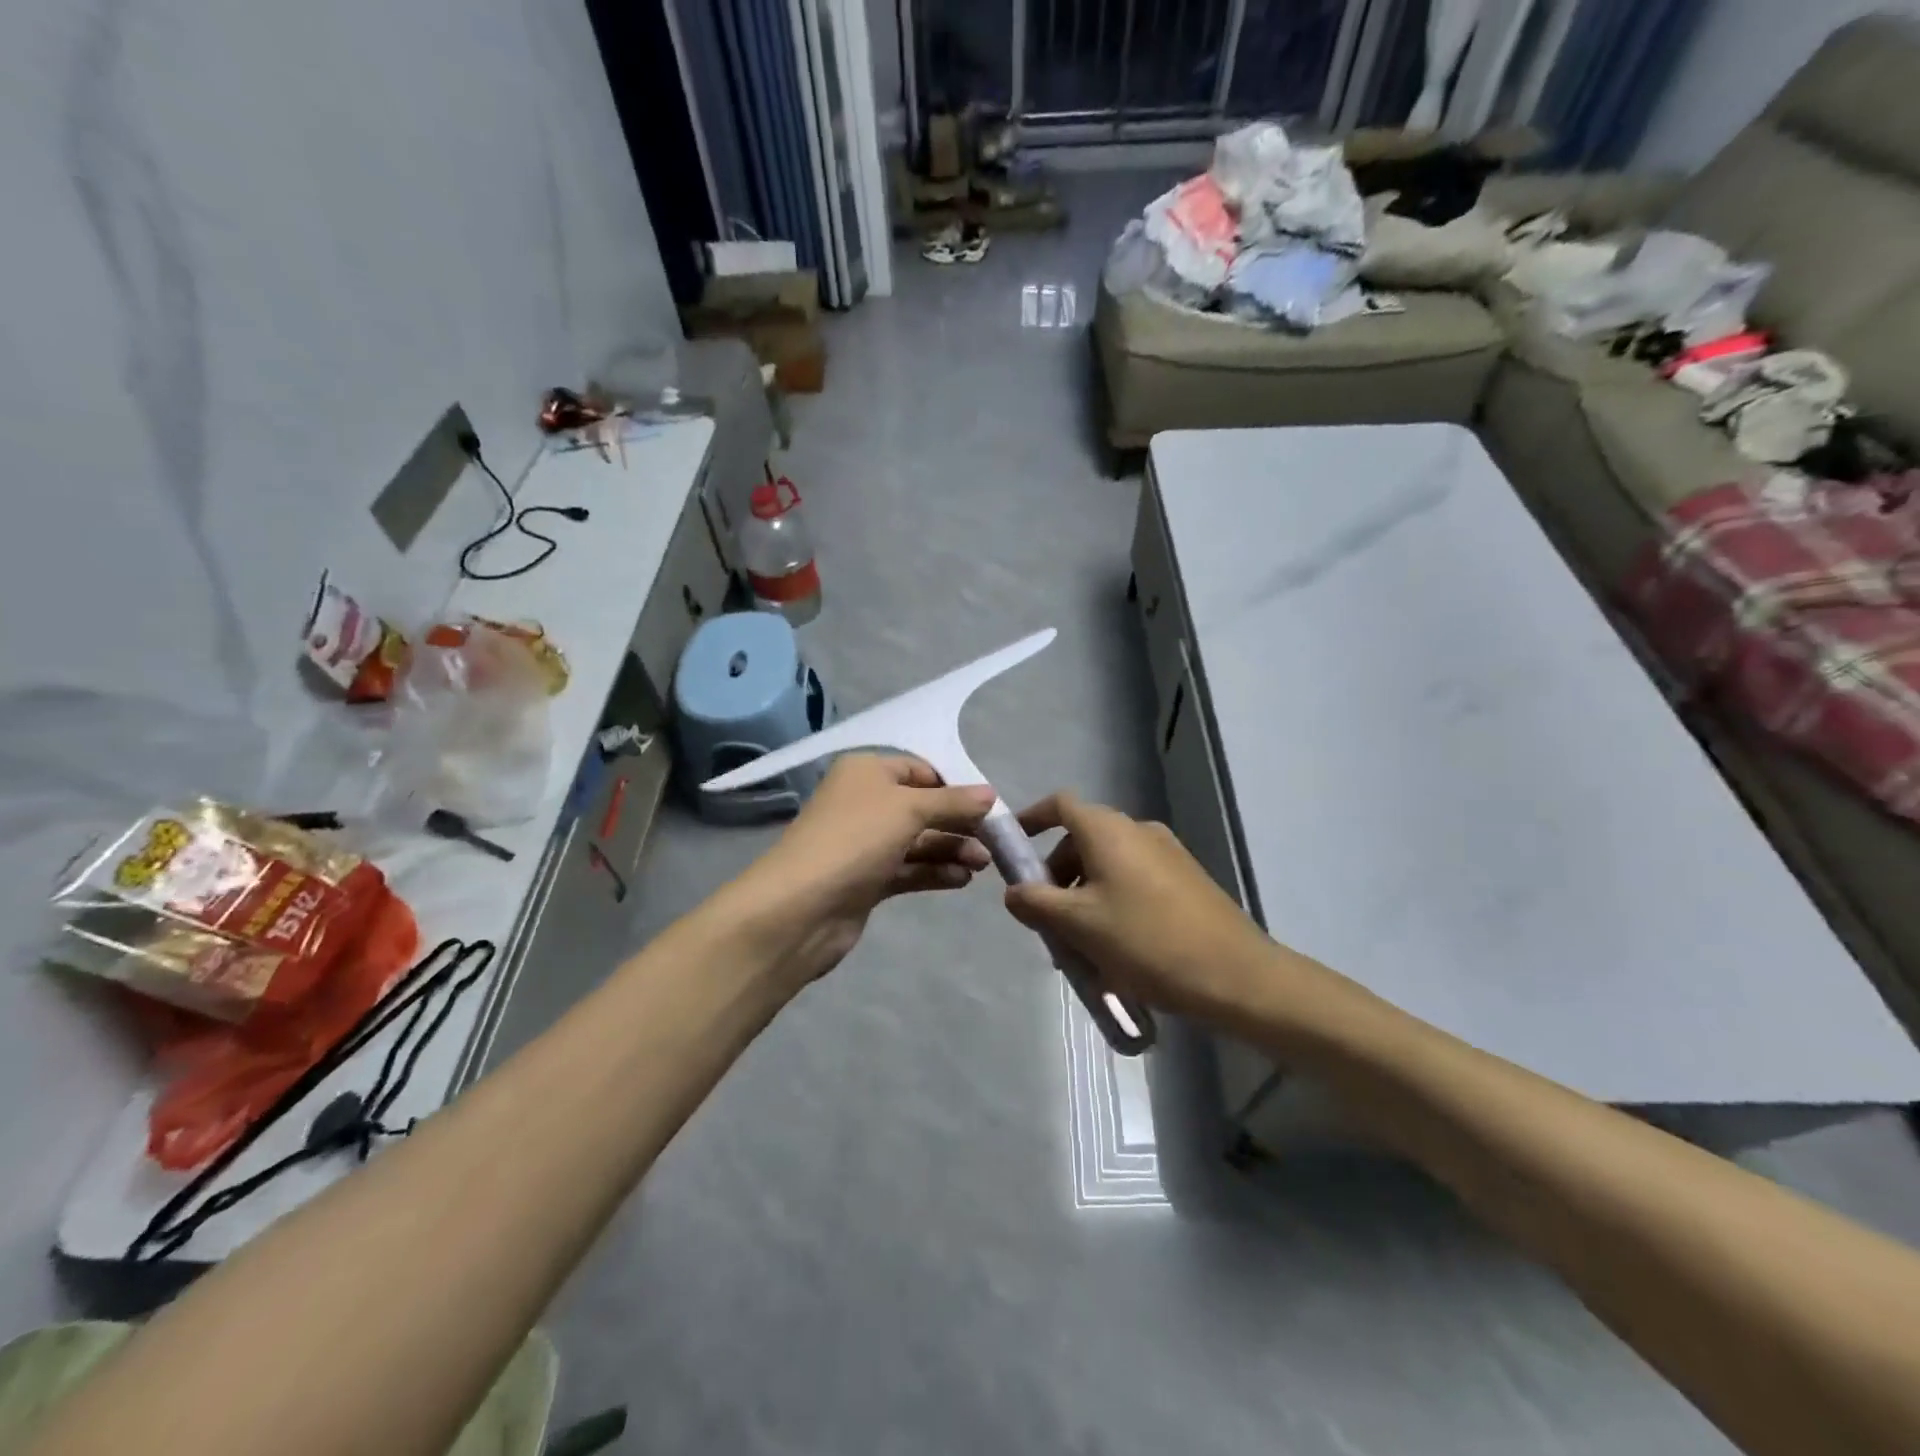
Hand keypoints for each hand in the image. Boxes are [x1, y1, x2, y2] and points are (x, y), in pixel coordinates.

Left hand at [720, 754, 996, 986]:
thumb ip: (953, 802)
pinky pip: (908, 869)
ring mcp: (863, 844)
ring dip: (951, 849)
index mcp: (866, 772)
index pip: (920, 770)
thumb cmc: (855, 840)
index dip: (955, 786)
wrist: (800, 909)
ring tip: (983, 865)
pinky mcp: (866, 880)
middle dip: (958, 823)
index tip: (989, 806)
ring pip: (917, 841)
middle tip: (994, 842)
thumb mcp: (909, 809)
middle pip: (922, 807)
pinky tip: (961, 880)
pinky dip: (934, 872)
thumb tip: (990, 793)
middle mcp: (864, 803)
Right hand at [1005, 793, 1275, 1018]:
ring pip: (1108, 865)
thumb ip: (1036, 903)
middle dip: (1056, 875)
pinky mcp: (1186, 880)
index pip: (1060, 805)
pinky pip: (1134, 881)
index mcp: (1109, 831)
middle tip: (1046, 920)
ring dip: (1084, 896)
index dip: (1031, 820)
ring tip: (1080, 946)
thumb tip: (1013, 891)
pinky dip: (1113, 903)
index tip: (1011, 849)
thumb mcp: (1078, 925)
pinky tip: (1116, 950)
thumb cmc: (1146, 941)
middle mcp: (1138, 831)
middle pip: (1082, 840)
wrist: (1237, 976)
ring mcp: (1167, 854)